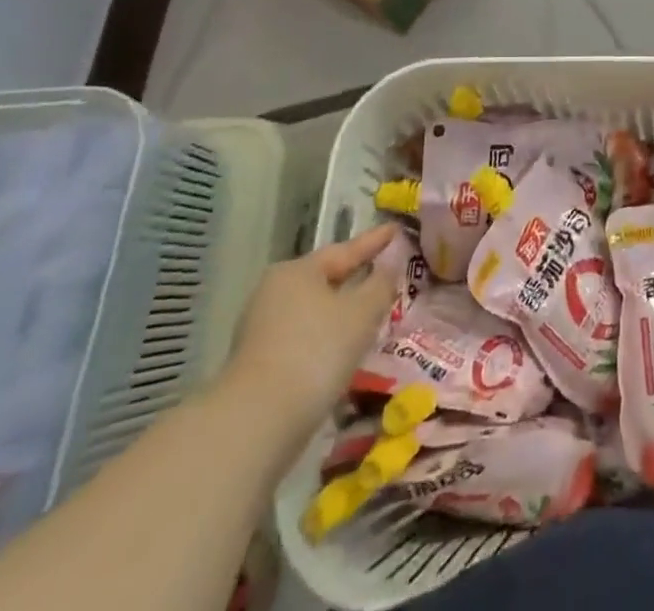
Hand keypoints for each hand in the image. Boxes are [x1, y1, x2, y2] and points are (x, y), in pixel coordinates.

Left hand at [222, 225, 398, 441]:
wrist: (256, 423)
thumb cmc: (316, 351)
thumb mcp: (362, 312)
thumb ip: (381, 284)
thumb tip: (389, 267)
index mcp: (297, 271)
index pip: (346, 250)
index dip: (375, 241)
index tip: (397, 230)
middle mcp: (274, 293)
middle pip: (326, 279)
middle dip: (356, 278)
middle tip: (387, 272)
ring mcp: (262, 330)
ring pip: (315, 311)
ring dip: (342, 312)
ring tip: (372, 314)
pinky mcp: (259, 364)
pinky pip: (304, 339)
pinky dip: (327, 338)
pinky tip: (345, 349)